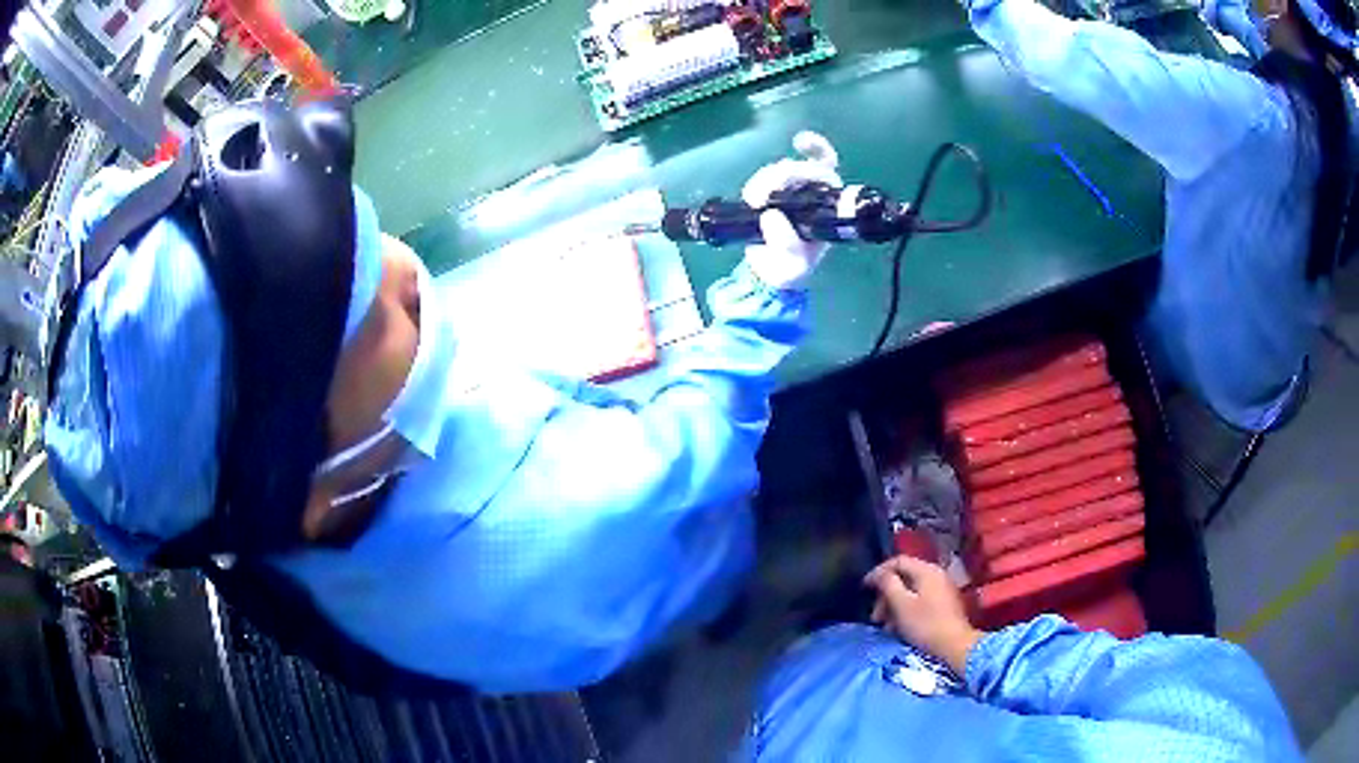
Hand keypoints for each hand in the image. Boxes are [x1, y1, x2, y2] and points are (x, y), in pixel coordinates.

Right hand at [740, 131, 842, 288]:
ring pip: (778, 171)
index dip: (818, 150)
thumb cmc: (790, 268)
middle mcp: (811, 192)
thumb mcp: (793, 264)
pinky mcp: (767, 195)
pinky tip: (750, 197)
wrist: (769, 274)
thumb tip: (771, 216)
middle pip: (801, 167)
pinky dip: (757, 183)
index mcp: (827, 204)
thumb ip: (786, 244)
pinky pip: (763, 180)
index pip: (829, 167)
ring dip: (765, 181)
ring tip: (754, 203)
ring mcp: (789, 192)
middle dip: (783, 175)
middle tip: (762, 196)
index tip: (799, 144)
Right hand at [865, 555, 983, 675]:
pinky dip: (906, 610)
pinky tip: (898, 627)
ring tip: (884, 626)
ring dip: (893, 605)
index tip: (864, 588)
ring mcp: (942, 589)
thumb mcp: (901, 604)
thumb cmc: (925, 624)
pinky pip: (919, 600)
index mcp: (926, 570)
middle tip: (875, 616)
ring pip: (910, 591)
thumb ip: (888, 584)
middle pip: (904, 577)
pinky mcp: (944, 603)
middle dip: (885, 595)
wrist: (955, 645)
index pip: (898, 561)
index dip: (878, 572)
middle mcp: (936, 574)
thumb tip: (879, 574)